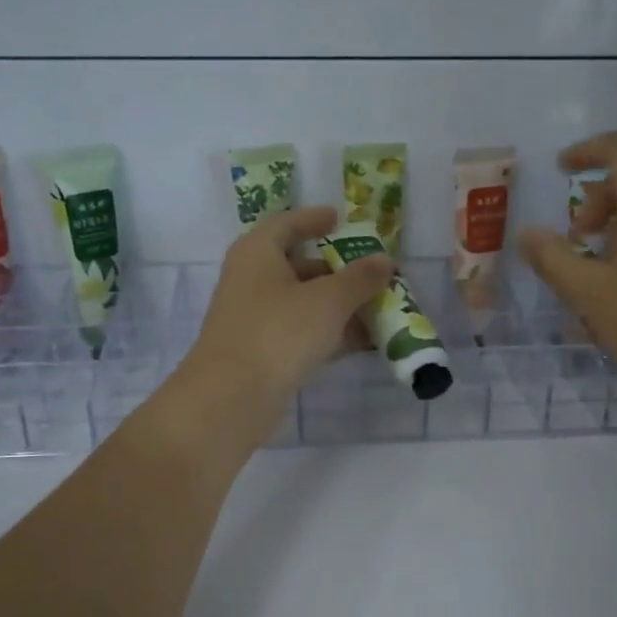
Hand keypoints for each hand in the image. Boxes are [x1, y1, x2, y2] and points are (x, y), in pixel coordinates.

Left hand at [172, 206, 393, 446]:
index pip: (288, 224)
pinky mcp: (260, 352)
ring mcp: (254, 318)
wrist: (232, 397)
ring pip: (302, 303)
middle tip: (373, 275)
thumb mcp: (328, 300)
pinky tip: (360, 343)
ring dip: (338, 306)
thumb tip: (384, 261)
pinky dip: (328, 333)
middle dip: (338, 271)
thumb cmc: (279, 332)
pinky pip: (300, 332)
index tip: (339, 219)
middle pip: (298, 265)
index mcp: (258, 252)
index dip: (314, 219)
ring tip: (378, 310)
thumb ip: (360, 278)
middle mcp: (251, 279)